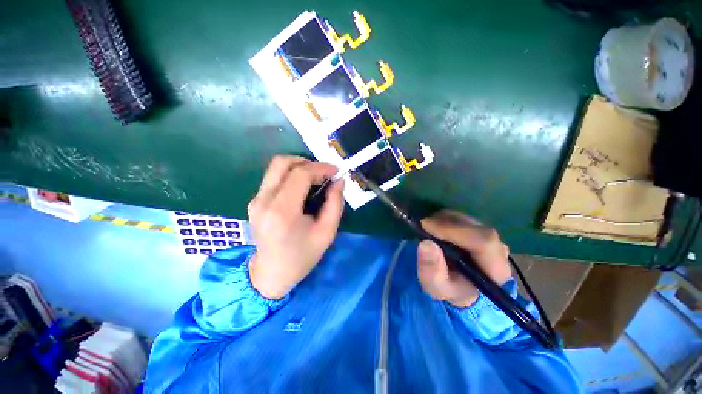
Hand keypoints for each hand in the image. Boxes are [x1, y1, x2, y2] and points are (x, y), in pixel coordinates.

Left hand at [247, 156, 344, 298]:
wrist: (271, 273)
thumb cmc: (302, 256)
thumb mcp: (327, 232)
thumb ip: (335, 203)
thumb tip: (339, 180)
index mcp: (282, 212)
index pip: (300, 174)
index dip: (320, 167)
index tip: (336, 171)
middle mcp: (264, 201)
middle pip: (282, 163)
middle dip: (307, 162)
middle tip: (324, 174)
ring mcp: (256, 200)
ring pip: (276, 167)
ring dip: (298, 166)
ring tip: (315, 179)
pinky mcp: (254, 201)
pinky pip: (273, 177)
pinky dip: (290, 175)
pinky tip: (302, 188)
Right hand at [417, 210, 511, 307]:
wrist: (460, 286)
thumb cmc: (450, 288)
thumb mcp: (436, 287)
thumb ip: (431, 271)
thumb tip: (426, 244)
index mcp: (495, 269)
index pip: (483, 241)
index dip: (453, 230)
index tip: (426, 226)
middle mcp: (498, 249)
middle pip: (473, 226)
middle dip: (444, 223)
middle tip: (422, 227)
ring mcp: (490, 236)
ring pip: (465, 218)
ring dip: (442, 220)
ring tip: (427, 230)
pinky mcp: (479, 228)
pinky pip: (461, 216)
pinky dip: (444, 218)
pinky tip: (435, 228)